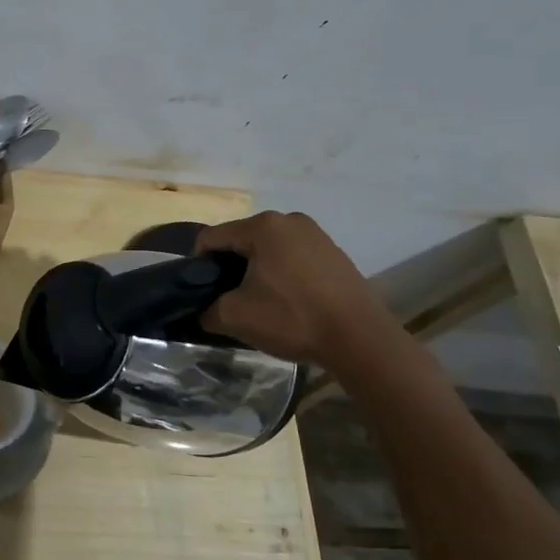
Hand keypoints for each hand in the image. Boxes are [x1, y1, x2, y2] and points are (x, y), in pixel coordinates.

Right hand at [195, 212, 387, 364]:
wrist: (361, 340)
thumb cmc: (292, 318)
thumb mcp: (235, 317)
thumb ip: (207, 309)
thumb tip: (203, 311)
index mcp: (262, 226)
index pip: (211, 237)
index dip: (198, 265)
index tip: (202, 292)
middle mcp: (289, 220)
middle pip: (241, 240)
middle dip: (229, 267)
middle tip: (230, 299)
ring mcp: (316, 234)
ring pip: (268, 249)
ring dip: (256, 271)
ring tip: (260, 302)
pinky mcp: (334, 252)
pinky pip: (293, 257)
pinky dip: (282, 274)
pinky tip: (288, 302)